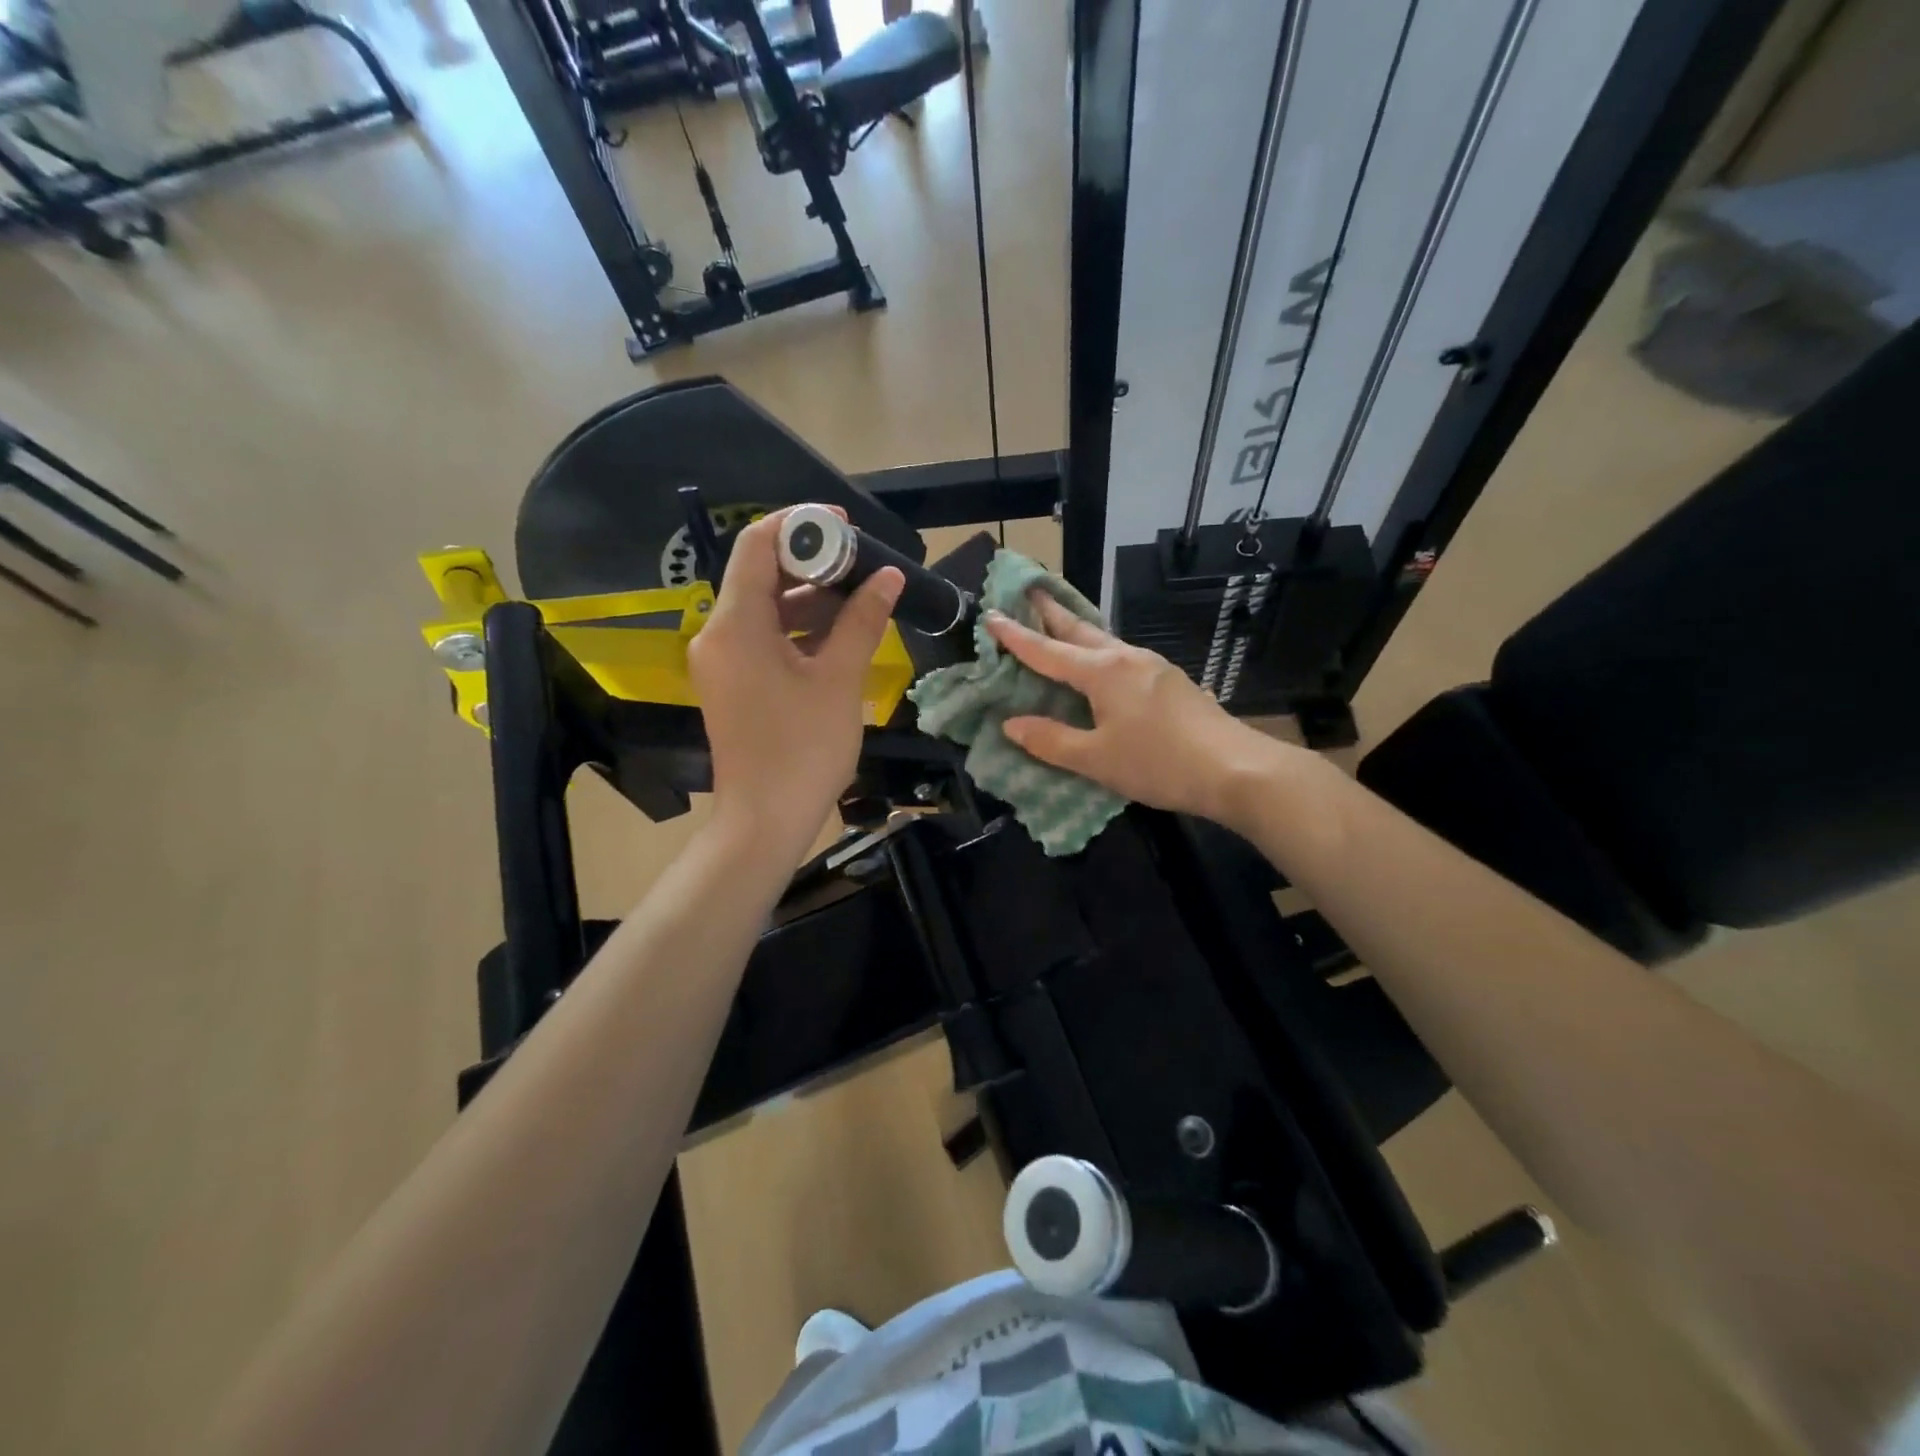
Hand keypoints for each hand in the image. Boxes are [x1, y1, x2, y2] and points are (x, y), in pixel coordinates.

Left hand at [687, 507, 902, 864]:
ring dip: (809, 597)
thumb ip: (862, 620)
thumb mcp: (839, 679)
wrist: (765, 821)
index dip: (800, 526)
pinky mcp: (734, 683)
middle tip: (862, 562)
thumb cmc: (803, 748)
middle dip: (811, 563)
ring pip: (765, 608)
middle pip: (761, 574)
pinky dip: (798, 628)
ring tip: (861, 595)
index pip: (757, 545)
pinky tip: (840, 631)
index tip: (845, 527)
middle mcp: (718, 634)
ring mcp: (723, 661)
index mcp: (735, 624)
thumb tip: (888, 576)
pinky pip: (764, 638)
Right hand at [984, 593, 1282, 825]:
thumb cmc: (1158, 763)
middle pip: (1079, 630)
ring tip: (1057, 623)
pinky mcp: (1170, 681)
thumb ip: (1051, 741)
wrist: (1235, 769)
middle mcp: (1126, 659)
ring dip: (1076, 630)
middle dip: (1050, 611)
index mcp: (1102, 672)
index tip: (991, 615)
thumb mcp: (1096, 760)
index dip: (1016, 636)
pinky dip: (1099, 651)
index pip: (1047, 651)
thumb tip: (1011, 724)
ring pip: (1104, 641)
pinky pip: (1122, 657)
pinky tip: (1101, 664)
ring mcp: (1153, 666)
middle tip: (1028, 590)